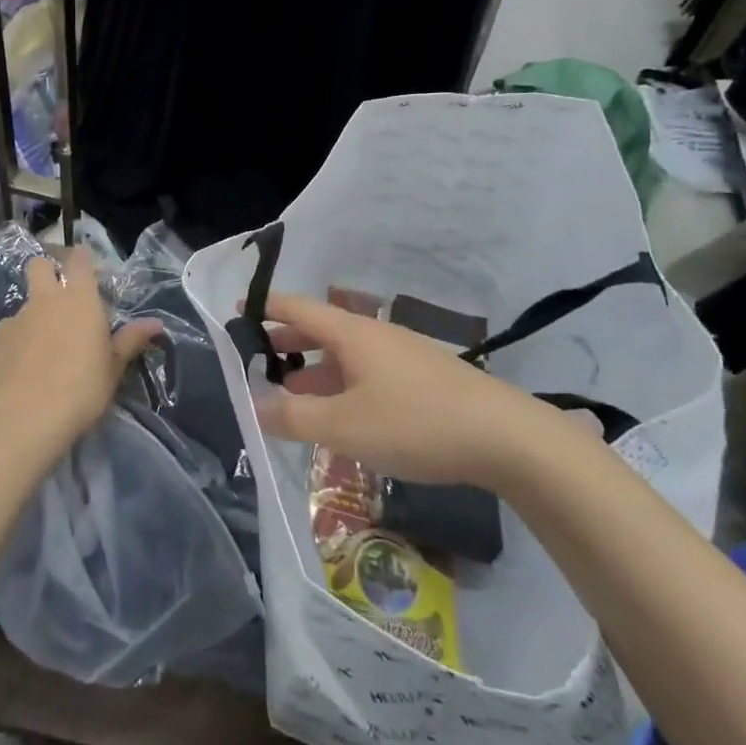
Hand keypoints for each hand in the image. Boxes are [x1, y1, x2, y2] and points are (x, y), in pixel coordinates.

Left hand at [0, 250, 161, 453]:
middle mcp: (46, 299)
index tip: (86, 266)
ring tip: (42, 345)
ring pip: (24, 302)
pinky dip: (17, 340)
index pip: (79, 260)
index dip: (81, 258)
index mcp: (80, 299)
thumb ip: (131, 340)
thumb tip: (156, 323)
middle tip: (58, 294)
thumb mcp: (113, 367)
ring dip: (34, 314)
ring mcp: (17, 317)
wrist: (27, 416)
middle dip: (47, 272)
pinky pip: (9, 330)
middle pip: (39, 266)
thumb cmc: (82, 388)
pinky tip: (22, 365)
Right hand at [256, 294, 564, 489]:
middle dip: (288, 343)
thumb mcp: (345, 426)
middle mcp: (375, 335)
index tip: (239, 309)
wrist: (506, 437)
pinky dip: (344, 385)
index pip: (297, 307)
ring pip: (347, 355)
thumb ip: (294, 418)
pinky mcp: (424, 379)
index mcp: (351, 333)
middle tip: (259, 359)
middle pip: (321, 329)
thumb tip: (254, 407)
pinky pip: (369, 373)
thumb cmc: (415, 423)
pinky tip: (344, 416)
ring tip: (294, 396)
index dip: (266, 307)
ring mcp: (403, 355)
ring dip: (316, 371)